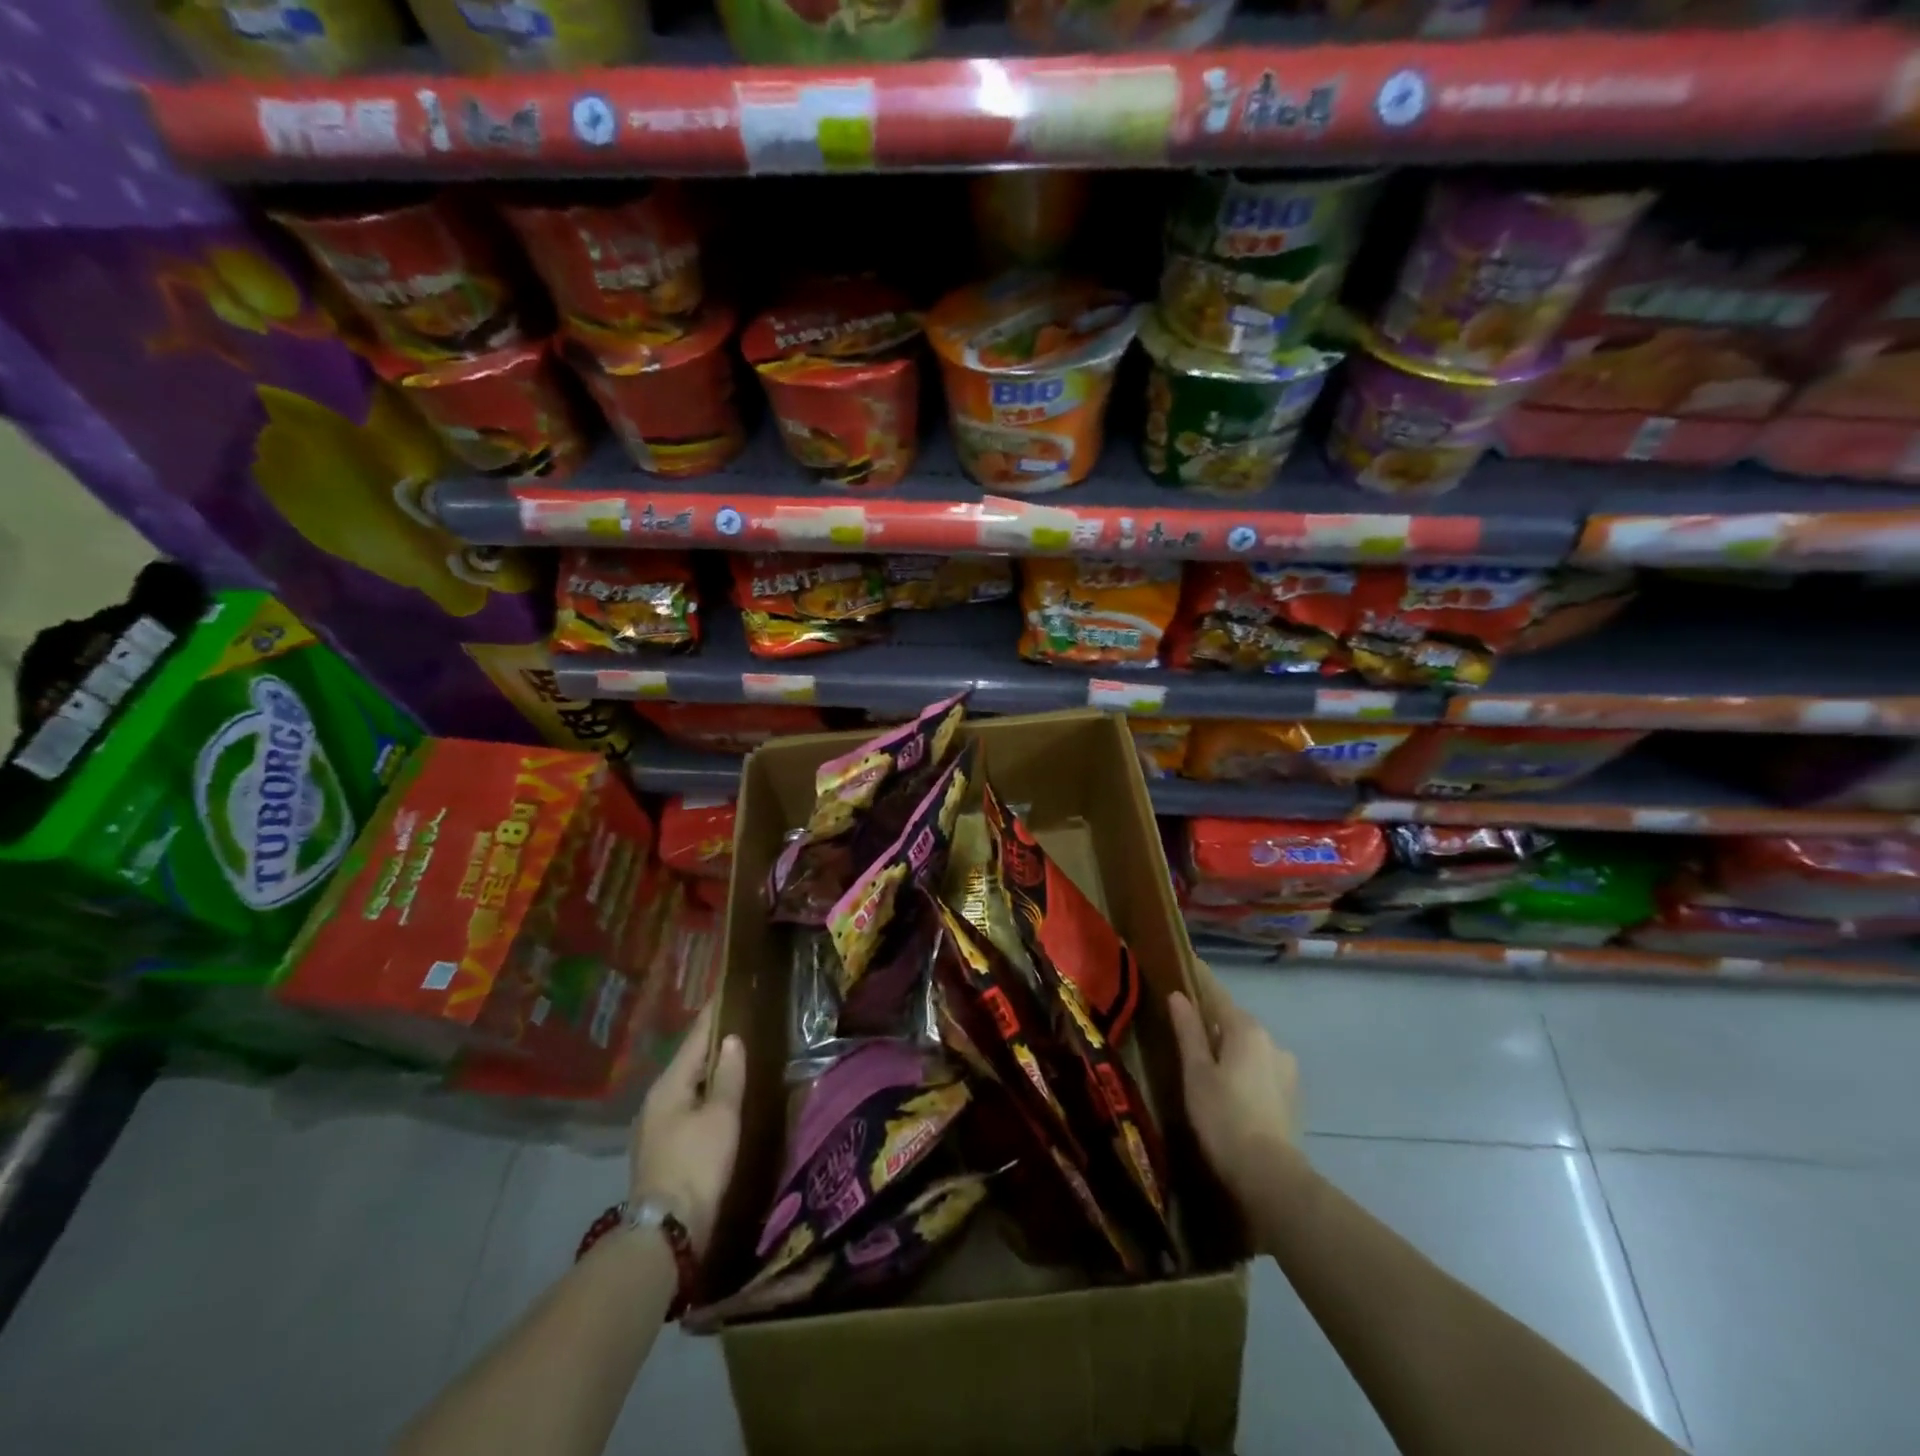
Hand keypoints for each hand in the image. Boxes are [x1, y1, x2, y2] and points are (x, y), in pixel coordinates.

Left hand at [630, 1003, 745, 1254]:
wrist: (666, 1231)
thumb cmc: (697, 1163)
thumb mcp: (722, 1116)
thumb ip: (728, 1075)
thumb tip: (731, 1039)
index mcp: (668, 1085)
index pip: (694, 1039)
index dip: (712, 1016)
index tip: (727, 993)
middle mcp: (655, 1100)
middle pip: (688, 1062)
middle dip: (711, 1045)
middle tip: (740, 1024)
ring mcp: (654, 1127)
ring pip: (686, 1087)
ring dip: (708, 1073)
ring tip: (734, 1059)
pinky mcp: (660, 1150)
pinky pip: (685, 1109)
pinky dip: (704, 1097)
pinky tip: (720, 1100)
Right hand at [1168, 959, 1302, 1212]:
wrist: (1269, 1176)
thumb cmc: (1223, 1117)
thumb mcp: (1195, 1072)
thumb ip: (1188, 1031)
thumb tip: (1178, 995)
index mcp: (1246, 1029)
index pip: (1217, 994)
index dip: (1199, 982)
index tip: (1184, 968)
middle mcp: (1272, 1041)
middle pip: (1234, 1021)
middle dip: (1213, 1021)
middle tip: (1185, 1028)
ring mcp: (1286, 1069)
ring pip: (1249, 1047)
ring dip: (1229, 1048)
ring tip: (1206, 1064)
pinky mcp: (1292, 1095)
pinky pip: (1261, 1069)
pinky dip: (1244, 1069)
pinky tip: (1230, 1089)